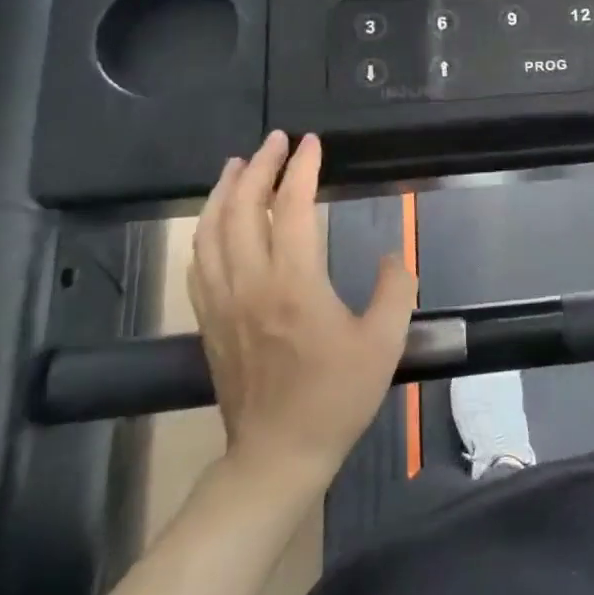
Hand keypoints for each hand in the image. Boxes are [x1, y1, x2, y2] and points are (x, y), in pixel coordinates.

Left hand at [189, 130, 417, 495]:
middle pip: (240, 210)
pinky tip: (216, 221)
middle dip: (257, 167)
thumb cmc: (337, 396)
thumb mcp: (385, 342)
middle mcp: (249, 285)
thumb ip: (395, 290)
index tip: (312, 143)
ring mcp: (222, 303)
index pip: (289, 209)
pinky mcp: (209, 321)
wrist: (279, 453)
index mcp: (293, 285)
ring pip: (208, 232)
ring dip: (223, 192)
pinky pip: (198, 262)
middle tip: (276, 141)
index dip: (301, 170)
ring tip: (238, 165)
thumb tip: (390, 258)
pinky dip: (205, 229)